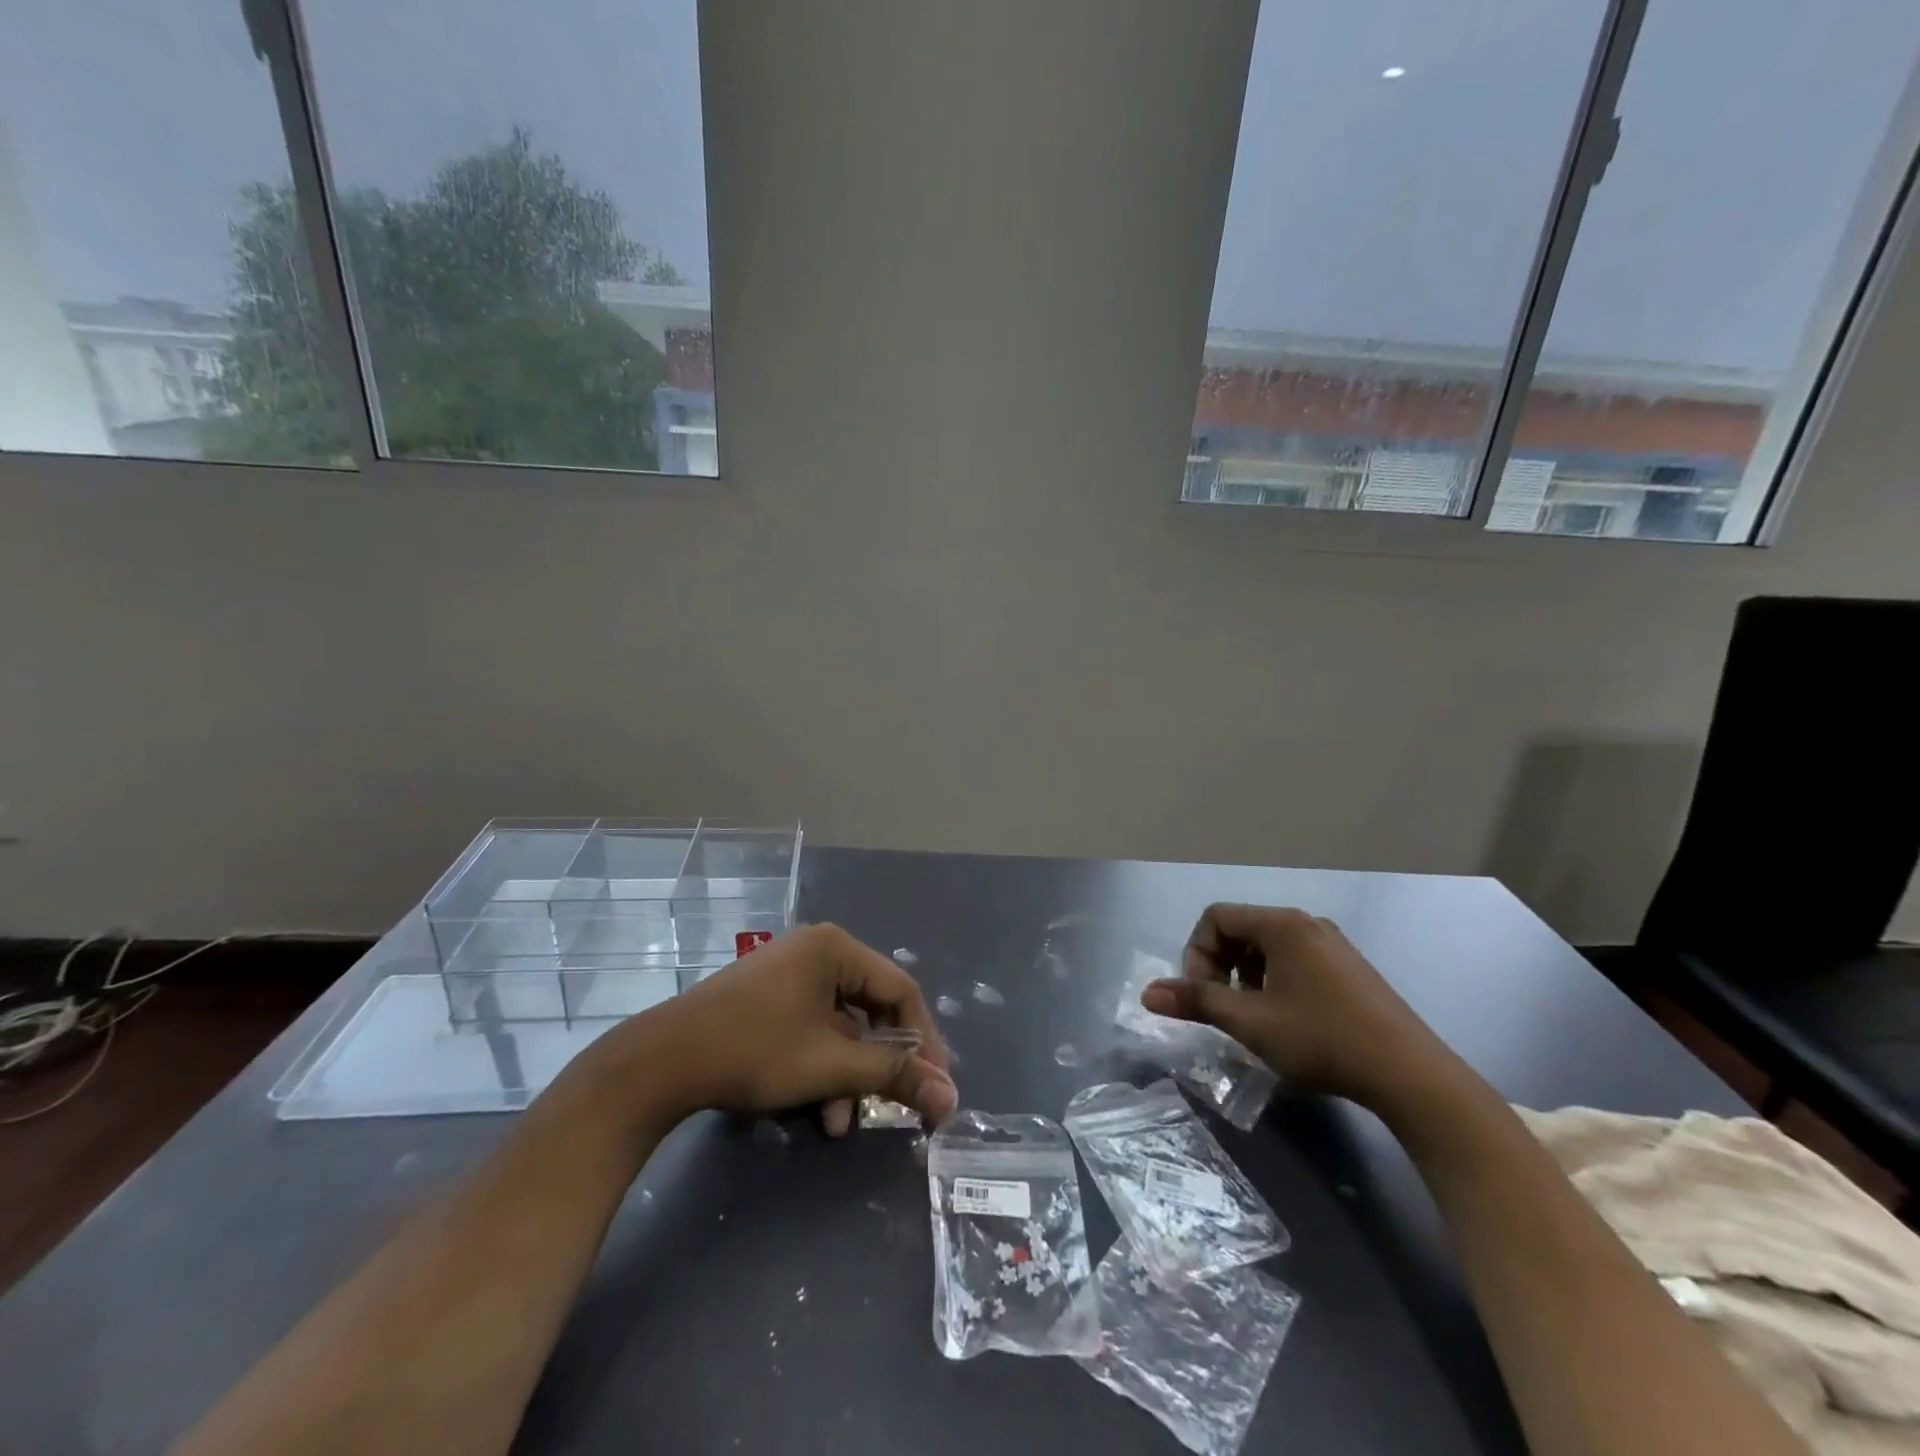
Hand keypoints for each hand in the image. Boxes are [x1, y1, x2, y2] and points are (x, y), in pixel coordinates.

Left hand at [638, 923, 957, 1135]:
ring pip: (840, 1025)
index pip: (901, 990)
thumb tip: (952, 1097)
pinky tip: (817, 1109)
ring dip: (848, 1074)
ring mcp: (788, 973)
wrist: (661, 1062)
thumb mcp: (831, 1065)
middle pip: (870, 1008)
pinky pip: (813, 1028)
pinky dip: (821, 1066)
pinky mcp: (767, 998)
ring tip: (841, 1121)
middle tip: (898, 1102)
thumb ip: (894, 1076)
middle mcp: (816, 950)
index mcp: (836, 948)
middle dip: (880, 1064)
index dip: (923, 1041)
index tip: (936, 1085)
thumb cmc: (756, 1050)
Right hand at [1141, 905, 1457, 1111]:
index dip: (1197, 953)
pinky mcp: (1350, 969)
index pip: (1216, 917)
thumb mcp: (1250, 1022)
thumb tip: (1148, 993)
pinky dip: (1274, 981)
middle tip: (1223, 1007)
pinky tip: (1286, 1021)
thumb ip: (1197, 1001)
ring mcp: (1333, 945)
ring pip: (1268, 947)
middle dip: (1220, 965)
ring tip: (1253, 1017)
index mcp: (1282, 925)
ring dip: (1246, 976)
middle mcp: (1307, 924)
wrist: (1410, 1075)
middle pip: (1241, 929)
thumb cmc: (1322, 1039)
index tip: (1204, 994)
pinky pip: (1295, 960)